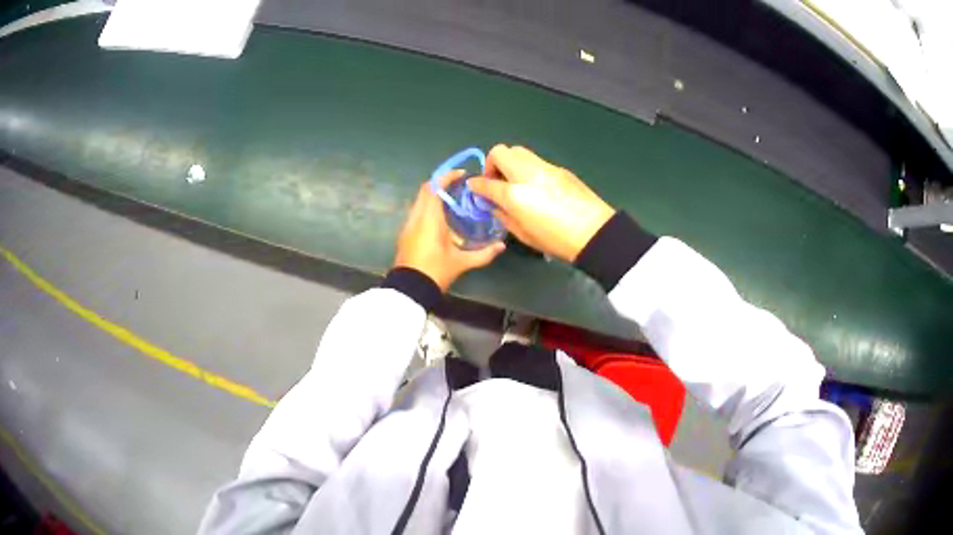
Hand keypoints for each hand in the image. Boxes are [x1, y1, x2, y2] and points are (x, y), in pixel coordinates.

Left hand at [394, 171, 505, 290]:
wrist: (409, 290)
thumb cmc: (435, 272)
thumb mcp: (461, 263)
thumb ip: (483, 253)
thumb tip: (502, 246)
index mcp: (430, 219)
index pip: (435, 188)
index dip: (447, 177)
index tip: (462, 175)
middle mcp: (417, 217)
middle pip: (425, 190)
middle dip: (442, 184)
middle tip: (460, 187)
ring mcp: (408, 225)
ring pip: (420, 200)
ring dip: (434, 195)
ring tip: (454, 200)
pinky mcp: (406, 233)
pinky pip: (417, 211)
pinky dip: (429, 206)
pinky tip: (442, 217)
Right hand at [467, 145, 614, 261]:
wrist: (595, 232)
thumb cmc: (557, 240)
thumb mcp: (524, 235)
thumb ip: (504, 216)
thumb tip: (496, 205)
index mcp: (514, 194)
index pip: (486, 182)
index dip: (476, 185)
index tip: (475, 188)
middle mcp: (526, 173)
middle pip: (501, 152)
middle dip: (493, 164)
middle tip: (498, 183)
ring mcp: (545, 167)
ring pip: (519, 151)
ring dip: (511, 163)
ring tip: (516, 184)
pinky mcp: (560, 169)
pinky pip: (536, 161)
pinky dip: (528, 169)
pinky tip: (537, 188)